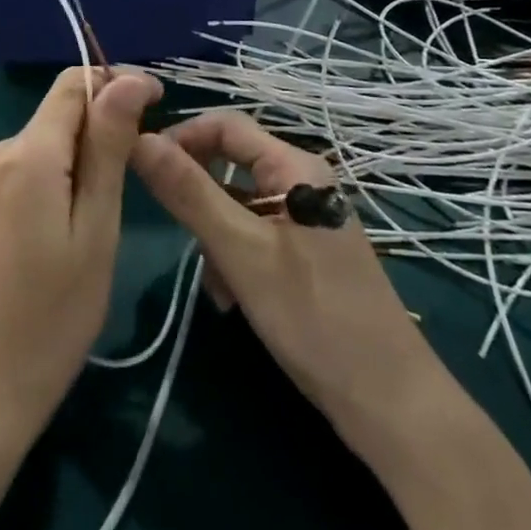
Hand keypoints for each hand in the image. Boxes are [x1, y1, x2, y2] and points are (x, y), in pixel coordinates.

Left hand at [0, 66, 159, 445]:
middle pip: (57, 114)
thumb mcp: (96, 230)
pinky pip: (20, 170)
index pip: (73, 84)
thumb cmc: (51, 318)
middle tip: (135, 180)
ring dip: (77, 158)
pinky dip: (50, 179)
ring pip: (40, 144)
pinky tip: (60, 231)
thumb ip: (109, 147)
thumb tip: (126, 79)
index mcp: (27, 153)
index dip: (117, 82)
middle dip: (100, 129)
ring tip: (100, 217)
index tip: (156, 104)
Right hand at [129, 111, 439, 462]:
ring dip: (216, 235)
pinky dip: (235, 257)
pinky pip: (254, 234)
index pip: (225, 124)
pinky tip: (232, 297)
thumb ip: (189, 193)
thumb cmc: (315, 318)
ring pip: (238, 204)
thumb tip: (139, 139)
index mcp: (294, 165)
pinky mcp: (305, 252)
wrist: (391, 405)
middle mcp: (301, 180)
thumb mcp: (242, 252)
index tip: (144, 169)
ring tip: (216, 284)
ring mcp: (305, 218)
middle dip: (199, 198)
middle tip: (180, 235)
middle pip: (230, 164)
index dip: (181, 137)